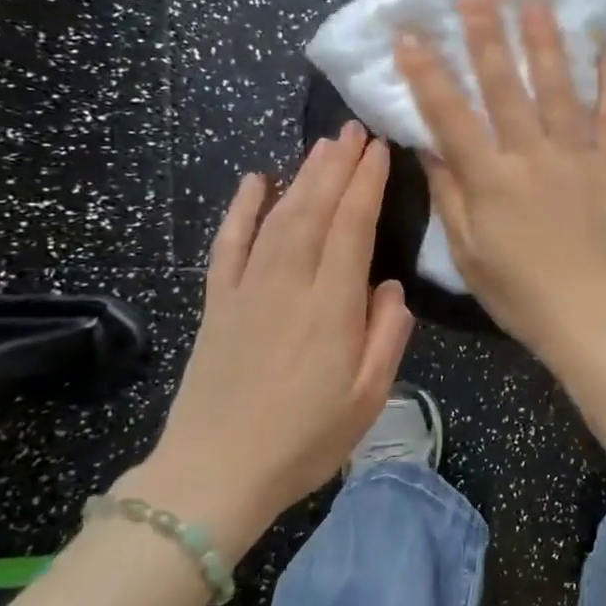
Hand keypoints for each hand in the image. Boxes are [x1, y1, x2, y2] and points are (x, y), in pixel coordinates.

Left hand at [126, 123, 412, 555]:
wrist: (215, 475)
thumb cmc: (305, 440)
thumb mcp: (369, 396)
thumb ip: (388, 335)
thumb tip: (390, 286)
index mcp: (332, 307)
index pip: (352, 227)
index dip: (366, 184)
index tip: (379, 150)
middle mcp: (290, 285)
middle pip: (315, 210)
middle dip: (336, 165)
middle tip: (354, 129)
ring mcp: (248, 290)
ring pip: (278, 218)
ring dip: (302, 177)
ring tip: (322, 145)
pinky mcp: (218, 303)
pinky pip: (229, 245)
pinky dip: (241, 209)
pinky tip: (254, 180)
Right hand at [395, 0, 605, 364]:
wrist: (591, 313)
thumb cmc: (520, 291)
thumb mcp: (468, 252)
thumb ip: (450, 194)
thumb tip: (429, 145)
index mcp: (491, 179)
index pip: (451, 115)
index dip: (427, 73)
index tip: (409, 35)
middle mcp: (533, 156)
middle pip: (507, 87)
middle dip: (488, 38)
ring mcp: (578, 157)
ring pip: (560, 89)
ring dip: (546, 44)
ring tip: (536, 5)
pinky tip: (603, 51)